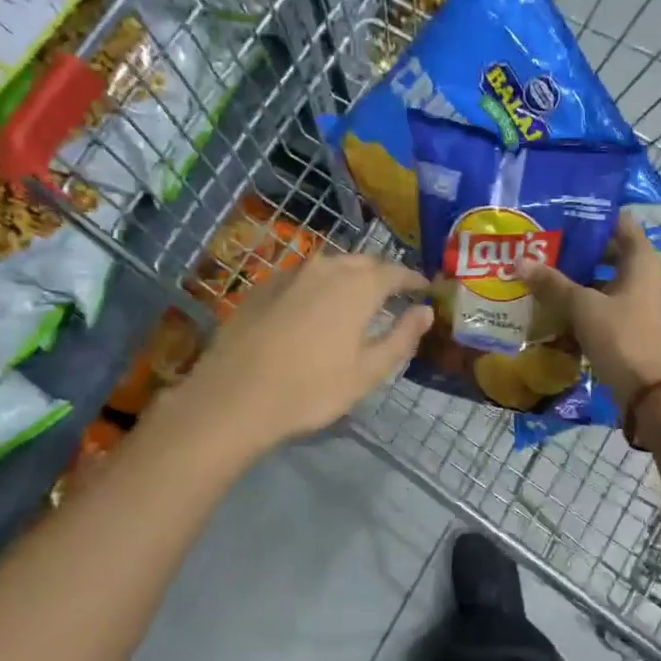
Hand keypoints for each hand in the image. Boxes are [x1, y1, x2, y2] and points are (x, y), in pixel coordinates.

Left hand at [181, 253, 432, 451]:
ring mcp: (290, 274)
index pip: (395, 272)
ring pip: (329, 266)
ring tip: (355, 298)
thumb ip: (402, 337)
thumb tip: (425, 311)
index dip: (412, 280)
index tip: (424, 288)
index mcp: (358, 286)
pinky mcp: (262, 287)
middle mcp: (325, 269)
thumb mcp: (368, 371)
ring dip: (348, 277)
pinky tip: (314, 307)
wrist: (235, 397)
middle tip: (392, 294)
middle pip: (362, 263)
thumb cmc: (312, 389)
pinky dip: (318, 286)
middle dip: (381, 275)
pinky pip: (302, 277)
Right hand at [517, 216, 660, 404]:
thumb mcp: (582, 307)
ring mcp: (643, 300)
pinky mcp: (635, 323)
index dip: (592, 218)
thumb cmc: (619, 336)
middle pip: (611, 251)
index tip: (561, 217)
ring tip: (545, 274)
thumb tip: (519, 262)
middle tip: (545, 247)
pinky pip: (608, 302)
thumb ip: (552, 283)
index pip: (620, 222)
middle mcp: (648, 275)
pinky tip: (559, 306)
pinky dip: (587, 301)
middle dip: (578, 251)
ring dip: (580, 278)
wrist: (647, 389)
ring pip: (607, 279)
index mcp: (643, 260)